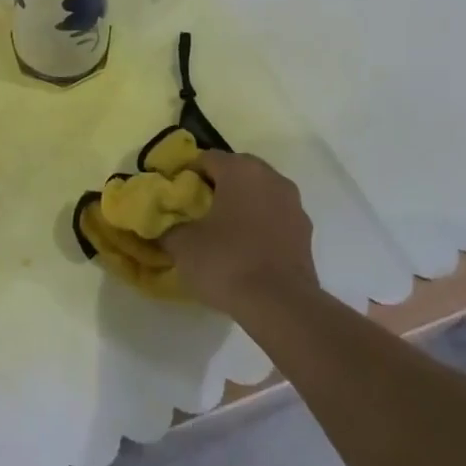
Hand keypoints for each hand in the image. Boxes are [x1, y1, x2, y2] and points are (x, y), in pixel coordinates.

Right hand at [164, 151, 316, 314]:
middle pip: (236, 172)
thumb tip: (160, 225)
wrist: (281, 306)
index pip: (205, 158)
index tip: (174, 198)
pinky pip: (275, 217)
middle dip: (216, 187)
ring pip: (258, 194)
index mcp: (240, 169)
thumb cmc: (227, 261)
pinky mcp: (306, 233)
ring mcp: (293, 204)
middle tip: (196, 212)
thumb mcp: (182, 245)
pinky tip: (245, 249)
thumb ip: (167, 227)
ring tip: (221, 232)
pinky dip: (260, 225)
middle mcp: (271, 177)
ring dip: (241, 205)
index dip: (186, 175)